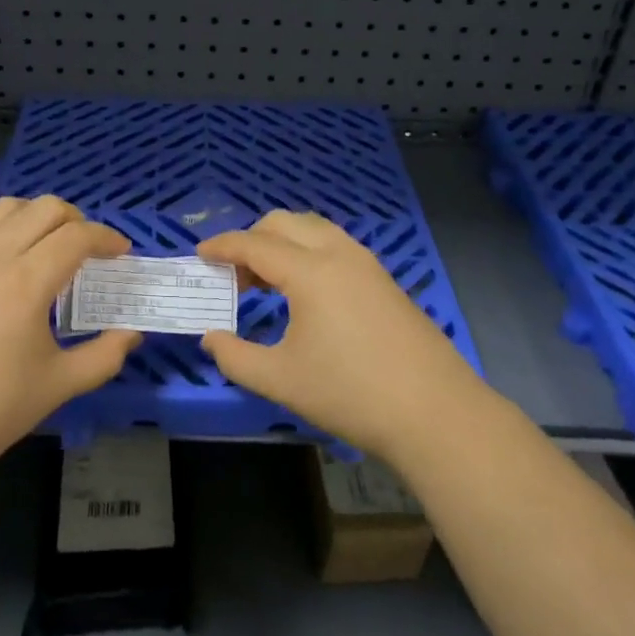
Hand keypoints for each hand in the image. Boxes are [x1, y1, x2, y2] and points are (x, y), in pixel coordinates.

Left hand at [0, 196, 139, 492]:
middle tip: (89, 250)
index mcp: (27, 282)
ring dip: (35, 216)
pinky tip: (0, 255)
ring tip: (47, 245)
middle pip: (44, 208)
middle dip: (77, 220)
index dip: (107, 238)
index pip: (77, 236)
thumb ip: (104, 355)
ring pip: (5, 208)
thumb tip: (132, 332)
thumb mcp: (58, 386)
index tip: (122, 253)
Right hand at [197, 211, 480, 460]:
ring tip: (265, 280)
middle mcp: (338, 253)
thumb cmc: (351, 394)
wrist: (434, 412)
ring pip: (313, 229)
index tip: (200, 254)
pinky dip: (307, 251)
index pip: (255, 244)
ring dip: (282, 242)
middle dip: (251, 238)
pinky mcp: (383, 278)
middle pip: (284, 223)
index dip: (222, 246)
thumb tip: (211, 338)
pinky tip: (304, 290)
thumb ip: (235, 357)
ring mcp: (366, 263)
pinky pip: (334, 244)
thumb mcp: (281, 380)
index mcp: (310, 271)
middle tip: (233, 274)